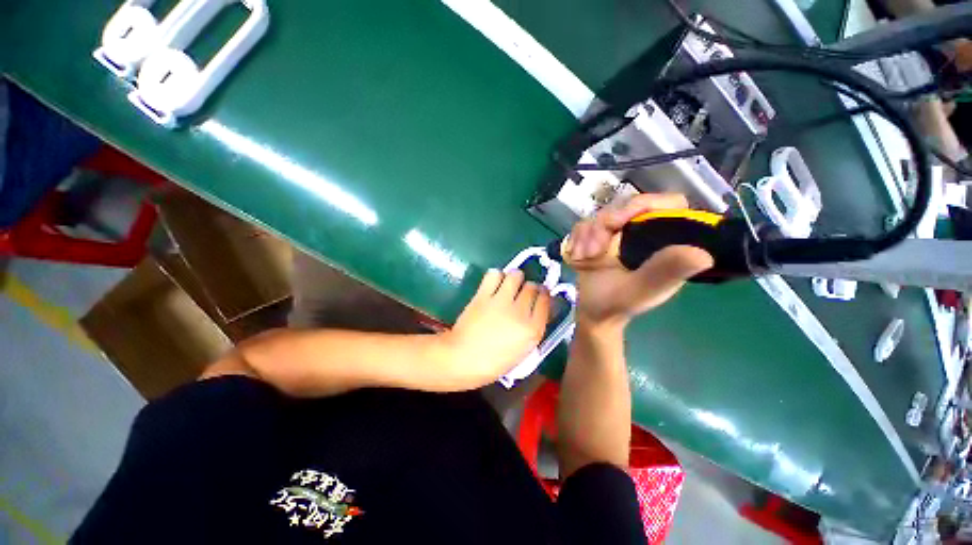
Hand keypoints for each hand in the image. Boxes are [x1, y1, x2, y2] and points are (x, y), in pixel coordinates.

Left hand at [439, 269, 550, 387]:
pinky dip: (496, 276)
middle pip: (532, 287)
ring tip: (510, 283)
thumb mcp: (523, 351)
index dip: (544, 295)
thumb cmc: (493, 362)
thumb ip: (533, 329)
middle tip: (523, 291)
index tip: (540, 294)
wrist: (462, 359)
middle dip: (530, 287)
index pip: (546, 301)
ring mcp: (501, 302)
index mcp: (533, 330)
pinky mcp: (483, 296)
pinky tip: (494, 283)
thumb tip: (538, 309)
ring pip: (516, 276)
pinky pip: (494, 275)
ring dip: (516, 277)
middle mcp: (520, 312)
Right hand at [565, 193, 714, 329]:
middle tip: (593, 250)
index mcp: (665, 241)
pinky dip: (577, 238)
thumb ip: (665, 272)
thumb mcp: (642, 290)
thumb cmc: (619, 304)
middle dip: (604, 225)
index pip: (669, 204)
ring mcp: (619, 233)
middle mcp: (644, 232)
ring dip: (587, 235)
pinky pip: (585, 224)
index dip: (646, 204)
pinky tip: (576, 255)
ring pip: (602, 214)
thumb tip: (702, 254)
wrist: (593, 310)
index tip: (620, 221)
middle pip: (627, 206)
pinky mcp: (598, 236)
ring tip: (583, 257)